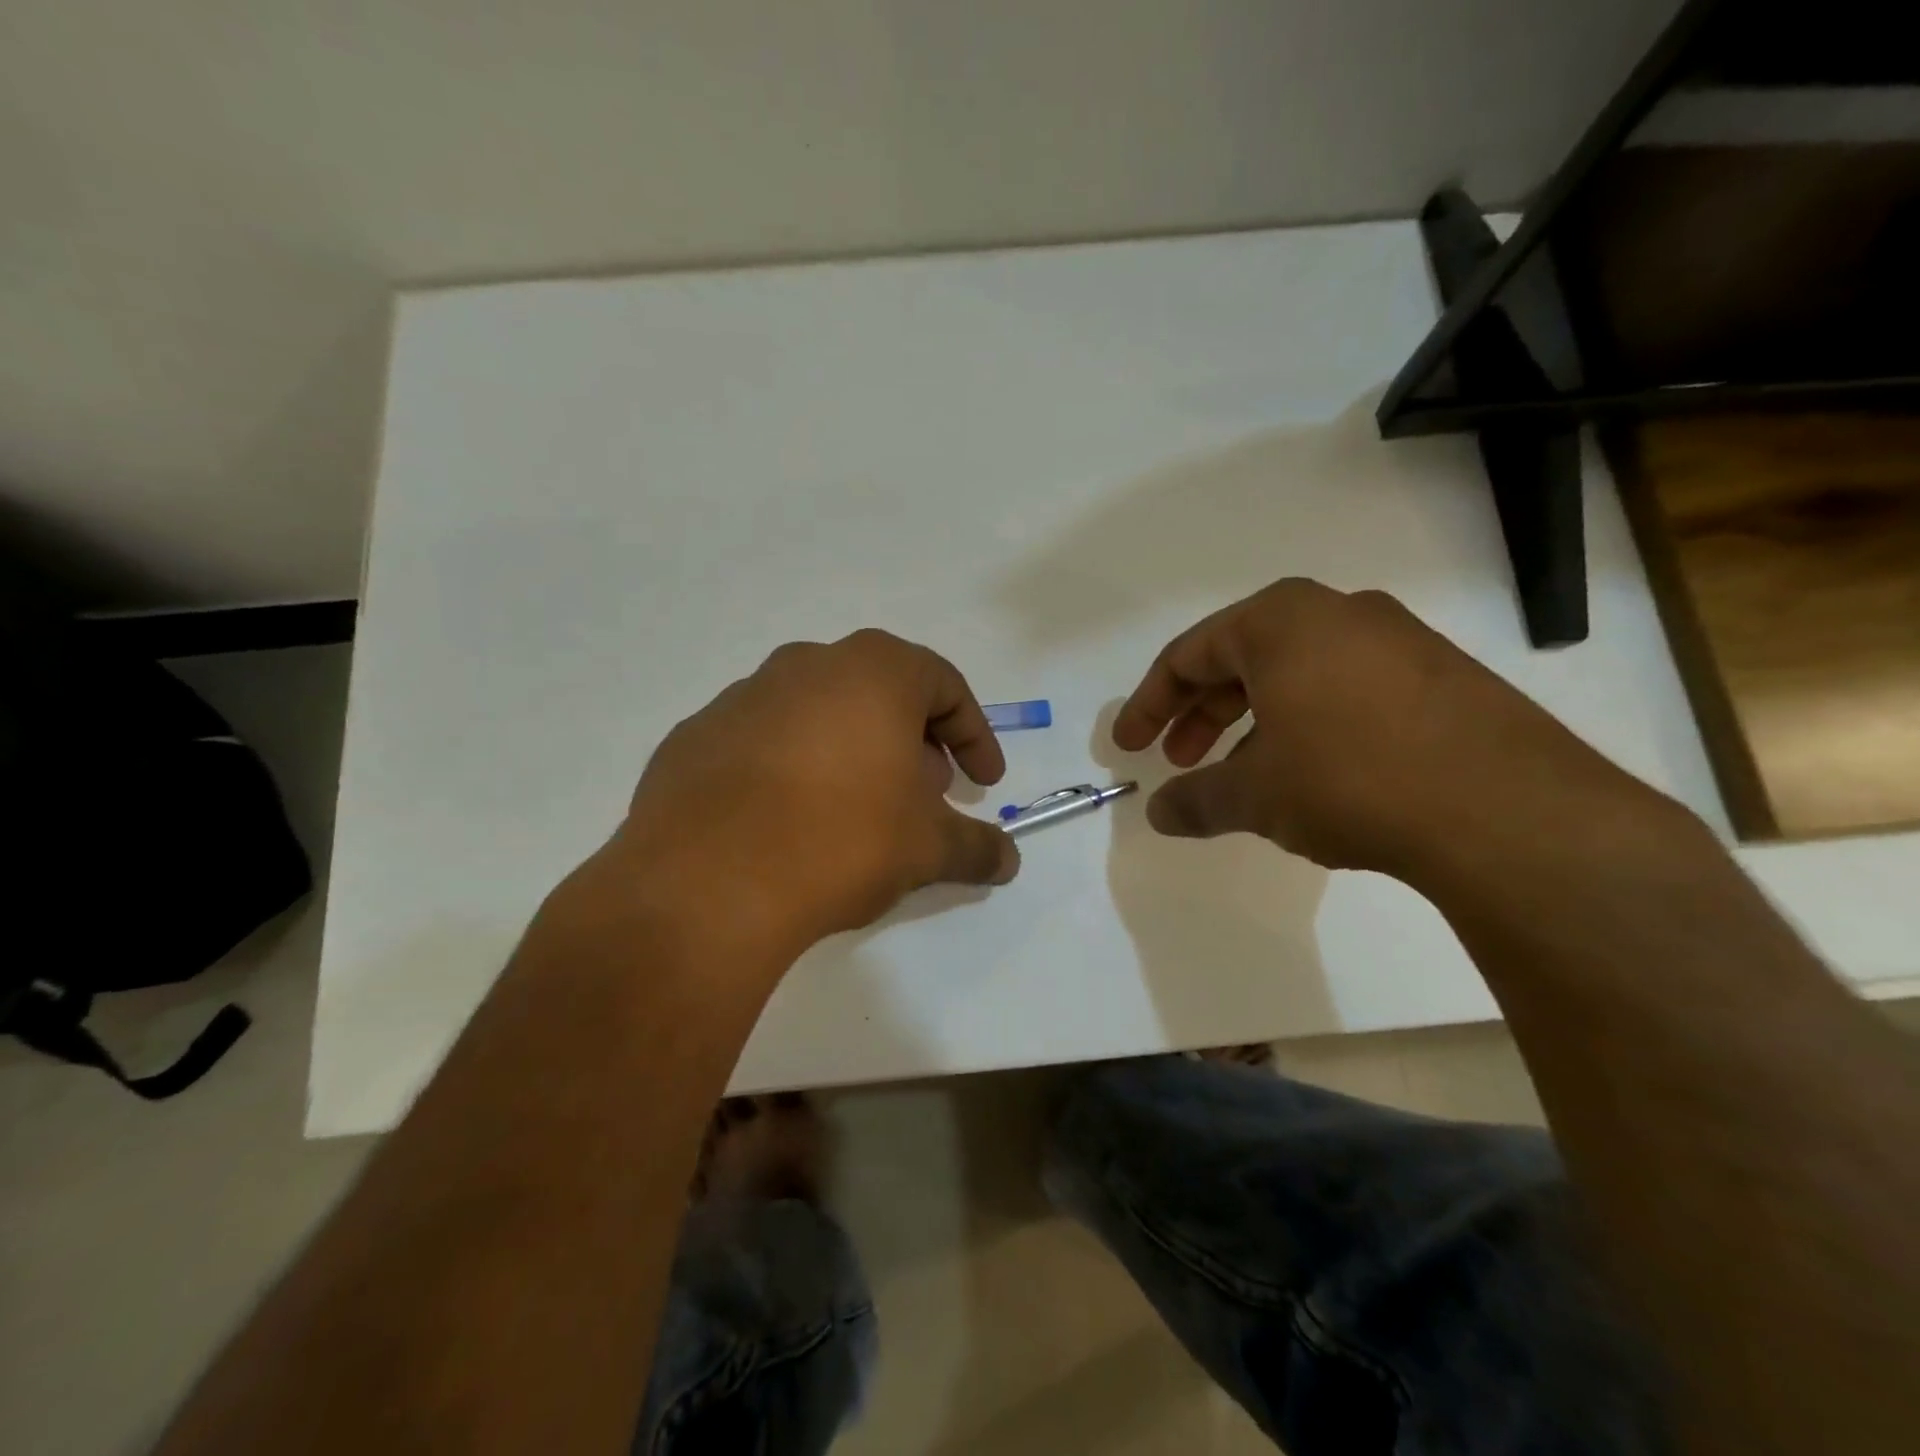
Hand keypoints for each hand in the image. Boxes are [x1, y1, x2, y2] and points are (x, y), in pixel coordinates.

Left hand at [610, 630, 1018, 954]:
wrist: (708, 882)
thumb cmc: (841, 840)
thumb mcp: (927, 848)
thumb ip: (976, 847)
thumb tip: (1008, 861)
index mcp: (873, 672)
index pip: (945, 685)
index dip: (973, 734)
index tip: (984, 782)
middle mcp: (807, 666)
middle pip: (880, 693)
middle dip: (913, 741)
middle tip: (924, 794)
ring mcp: (744, 696)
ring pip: (820, 713)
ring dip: (852, 751)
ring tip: (858, 810)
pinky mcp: (697, 735)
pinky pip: (765, 741)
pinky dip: (792, 768)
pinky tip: (790, 822)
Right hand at [1112, 579, 1671, 878]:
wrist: (1509, 812)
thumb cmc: (1350, 780)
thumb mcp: (1255, 795)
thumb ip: (1197, 800)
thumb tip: (1159, 814)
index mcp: (1280, 621)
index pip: (1188, 655)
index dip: (1149, 704)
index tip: (1129, 747)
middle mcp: (1337, 614)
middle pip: (1241, 659)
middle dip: (1200, 713)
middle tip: (1179, 761)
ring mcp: (1397, 640)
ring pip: (1296, 674)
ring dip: (1253, 720)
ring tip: (1240, 773)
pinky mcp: (1441, 675)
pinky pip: (1345, 689)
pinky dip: (1307, 723)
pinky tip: (1309, 772)